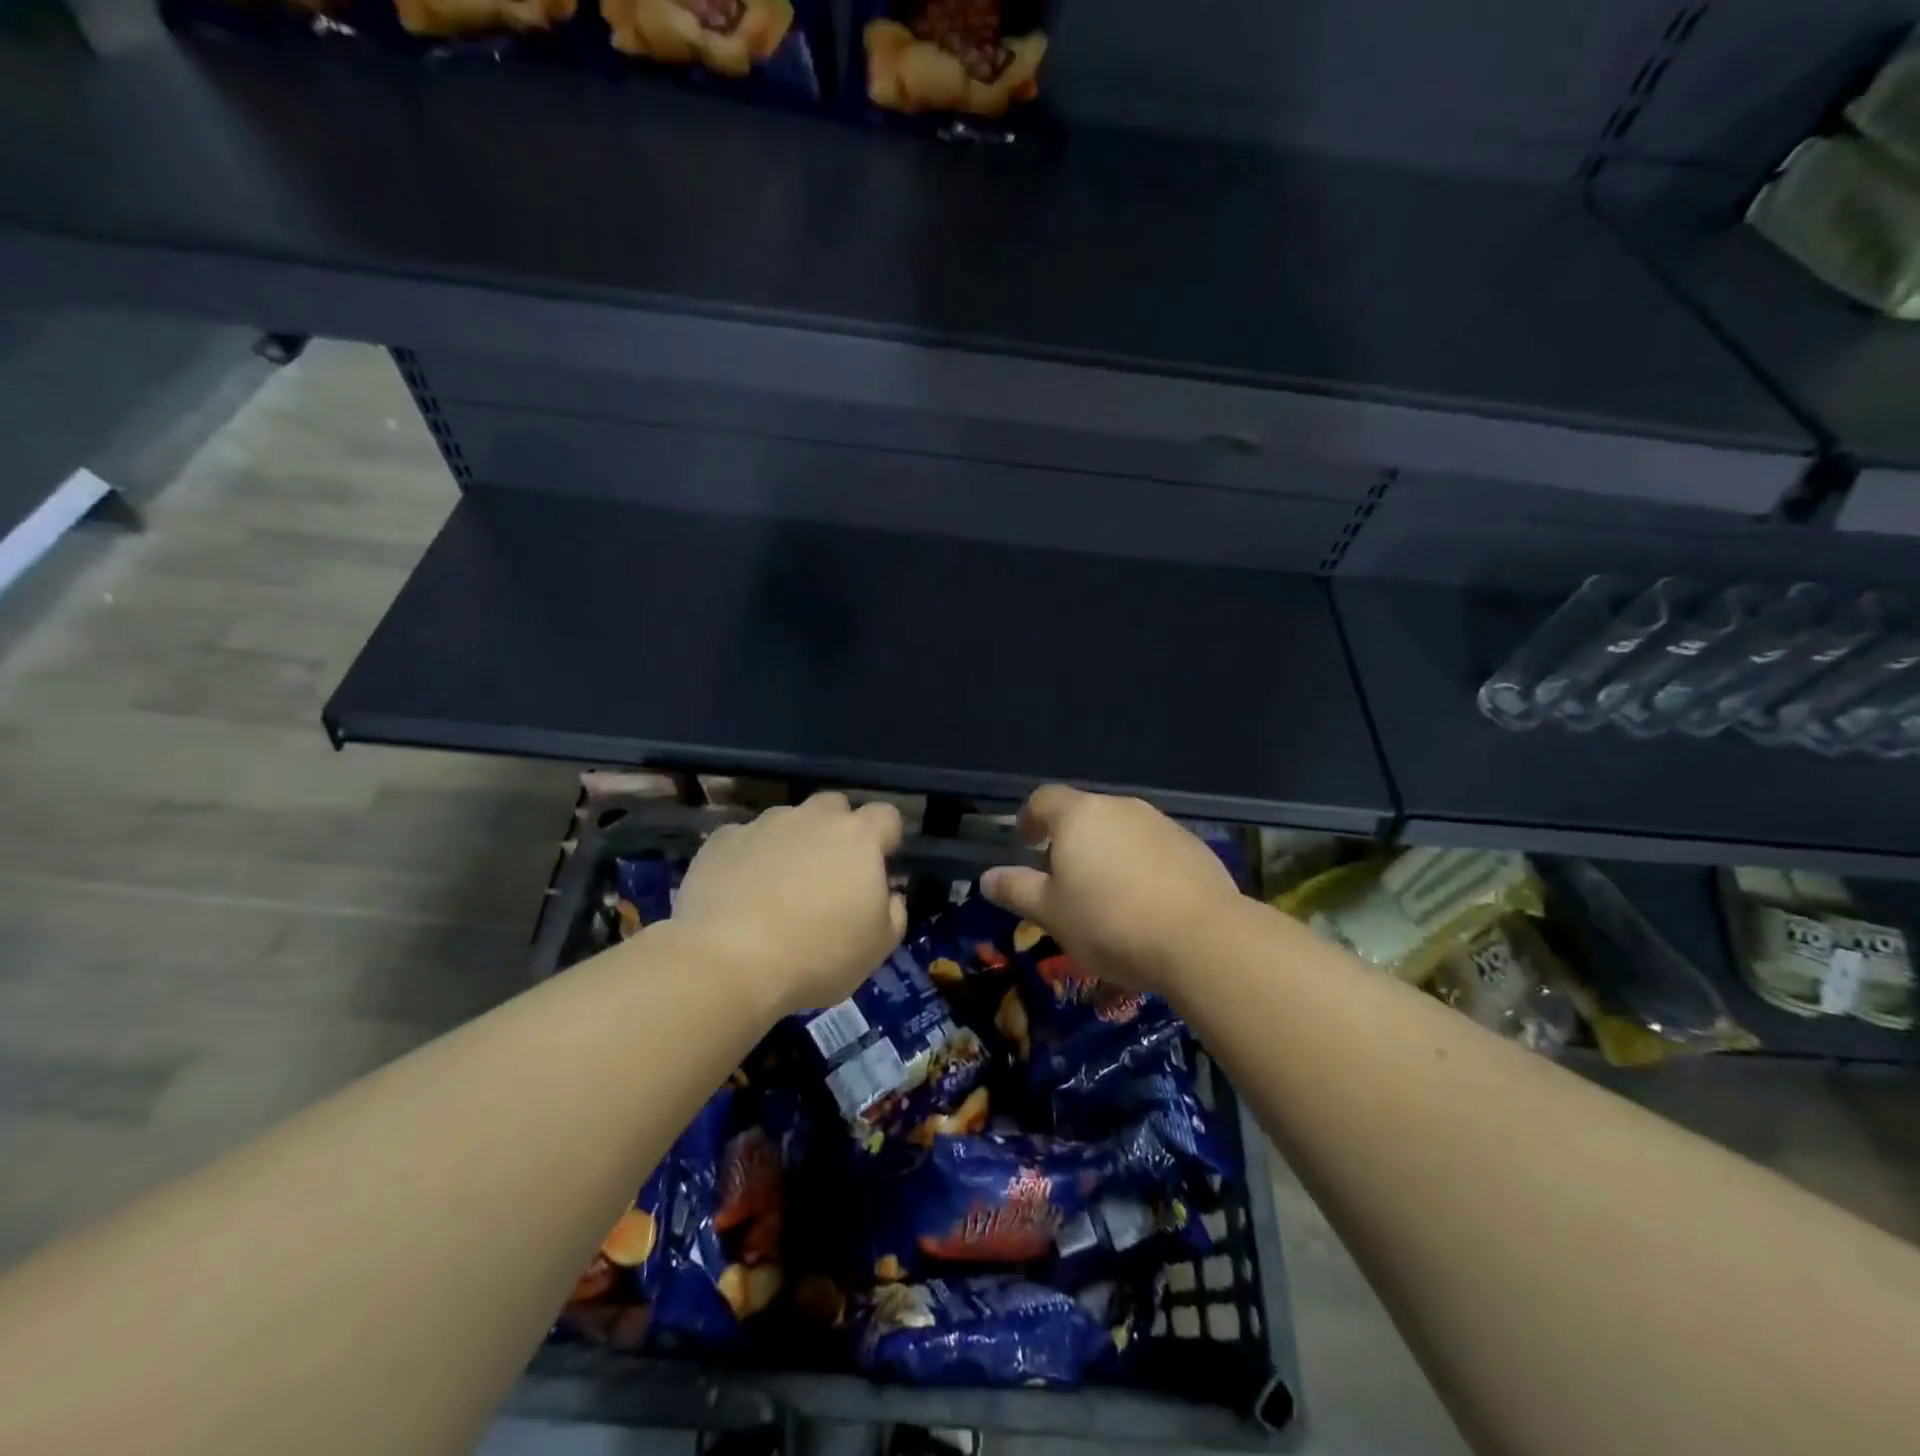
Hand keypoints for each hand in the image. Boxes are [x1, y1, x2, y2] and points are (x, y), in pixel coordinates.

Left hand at [672, 793, 906, 1018]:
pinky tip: (740, 893)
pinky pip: (745, 840)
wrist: (726, 962)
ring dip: (792, 843)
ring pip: (788, 820)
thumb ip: (894, 913)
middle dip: (838, 830)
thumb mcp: (878, 948)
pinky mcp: (721, 840)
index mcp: (858, 838)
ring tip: (780, 887)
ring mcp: (763, 825)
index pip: (887, 815)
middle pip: (835, 806)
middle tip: (830, 875)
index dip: (887, 838)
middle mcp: (812, 818)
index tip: (879, 868)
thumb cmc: (816, 955)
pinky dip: (749, 858)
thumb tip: (890, 896)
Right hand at [980, 787, 1240, 998]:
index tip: (1025, 844)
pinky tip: (1146, 902)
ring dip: (1107, 852)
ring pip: (1122, 830)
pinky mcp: (1193, 845)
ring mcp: (1161, 823)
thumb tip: (986, 878)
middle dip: (1069, 839)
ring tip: (1106, 894)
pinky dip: (1141, 865)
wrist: (1201, 938)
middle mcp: (1120, 807)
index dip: (1029, 818)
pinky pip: (1154, 848)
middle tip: (1063, 878)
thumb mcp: (1051, 912)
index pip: (1043, 798)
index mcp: (1079, 815)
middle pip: (1085, 813)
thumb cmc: (1110, 922)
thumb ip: (1017, 890)